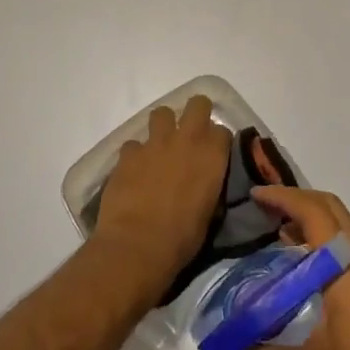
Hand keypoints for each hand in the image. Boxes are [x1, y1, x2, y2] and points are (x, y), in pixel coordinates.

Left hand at [92, 96, 230, 298]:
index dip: (217, 141)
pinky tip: (134, 172)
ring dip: (163, 127)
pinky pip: (133, 144)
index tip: (214, 154)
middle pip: (197, 104)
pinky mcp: (127, 154)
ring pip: (161, 113)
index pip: (222, 131)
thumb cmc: (182, 237)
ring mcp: (154, 143)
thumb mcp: (209, 212)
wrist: (137, 245)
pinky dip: (135, 155)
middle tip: (190, 134)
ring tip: (160, 148)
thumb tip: (205, 183)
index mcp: (212, 155)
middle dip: (196, 114)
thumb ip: (209, 186)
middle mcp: (187, 139)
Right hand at [219, 187, 349, 349]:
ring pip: (349, 229)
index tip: (254, 196)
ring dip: (318, 222)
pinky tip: (314, 278)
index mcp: (347, 268)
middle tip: (264, 213)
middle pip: (334, 210)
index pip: (314, 212)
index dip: (284, 197)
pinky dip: (331, 245)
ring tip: (283, 238)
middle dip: (299, 202)